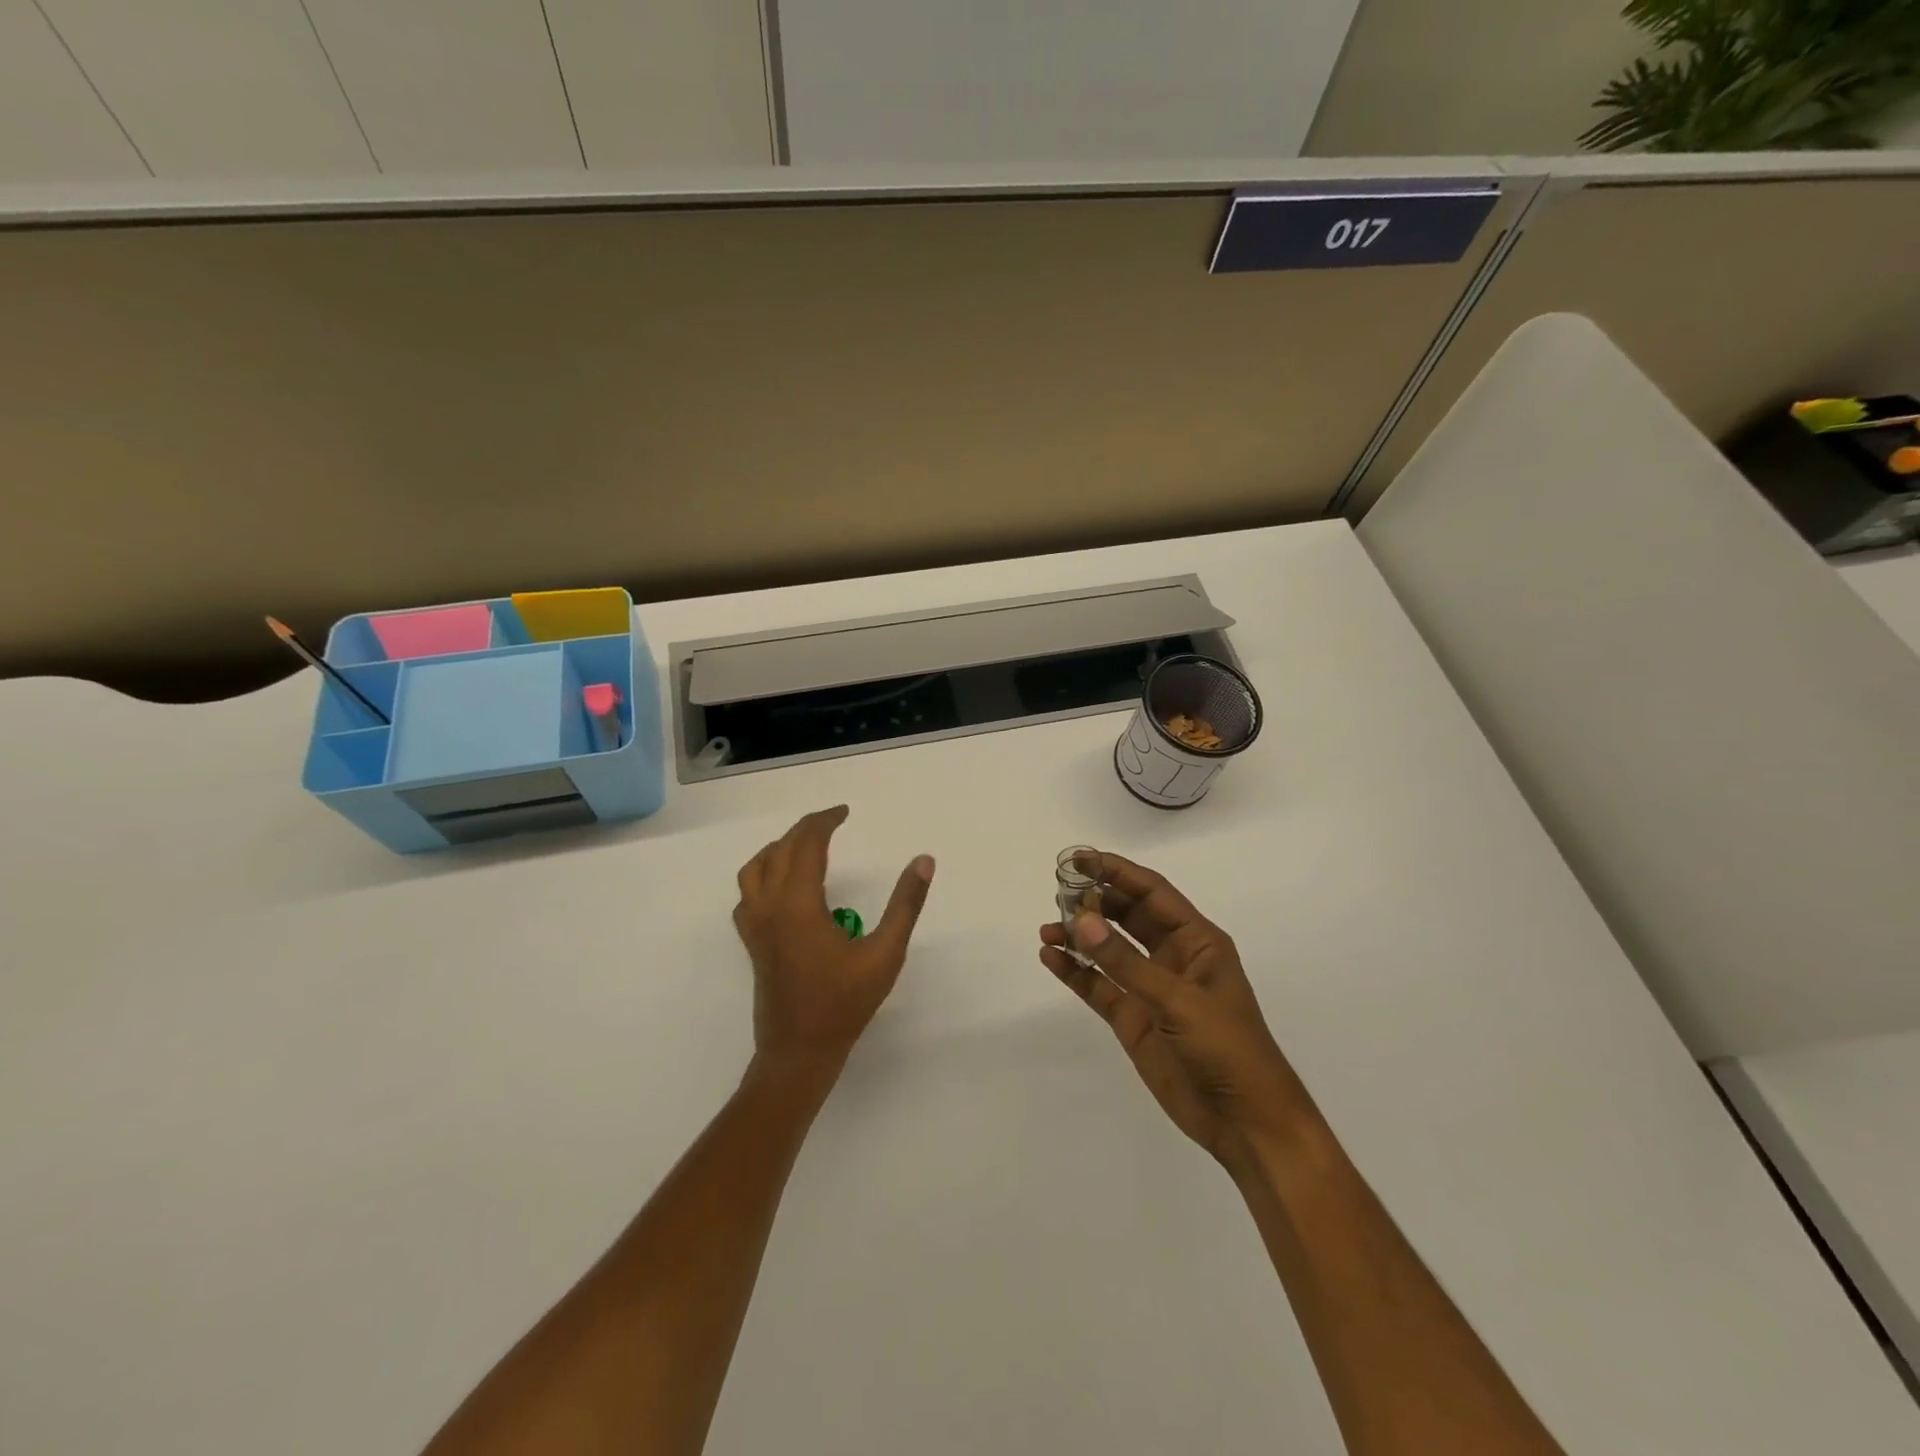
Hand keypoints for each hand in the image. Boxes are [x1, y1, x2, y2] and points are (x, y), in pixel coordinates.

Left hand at [734, 806, 934, 1071]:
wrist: (799, 1052)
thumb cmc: (844, 1003)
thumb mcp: (885, 954)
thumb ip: (905, 904)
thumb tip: (923, 860)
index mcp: (798, 903)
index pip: (806, 844)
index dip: (824, 821)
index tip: (845, 811)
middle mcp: (769, 906)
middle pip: (780, 850)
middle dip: (805, 829)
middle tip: (832, 822)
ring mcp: (755, 925)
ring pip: (755, 868)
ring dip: (780, 848)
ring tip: (806, 845)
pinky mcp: (752, 941)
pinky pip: (748, 893)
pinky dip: (763, 874)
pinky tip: (784, 885)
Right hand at [1038, 852, 1313, 1168]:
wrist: (1245, 1122)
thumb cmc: (1228, 1048)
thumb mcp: (1178, 1001)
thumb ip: (1126, 962)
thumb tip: (1081, 920)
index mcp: (1197, 941)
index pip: (1152, 893)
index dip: (1117, 872)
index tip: (1080, 859)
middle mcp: (1172, 957)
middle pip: (1127, 916)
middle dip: (1095, 901)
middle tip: (1058, 891)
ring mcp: (1150, 988)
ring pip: (1108, 950)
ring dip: (1080, 936)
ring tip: (1048, 928)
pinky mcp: (1133, 1019)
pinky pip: (1098, 986)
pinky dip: (1075, 971)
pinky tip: (1051, 958)